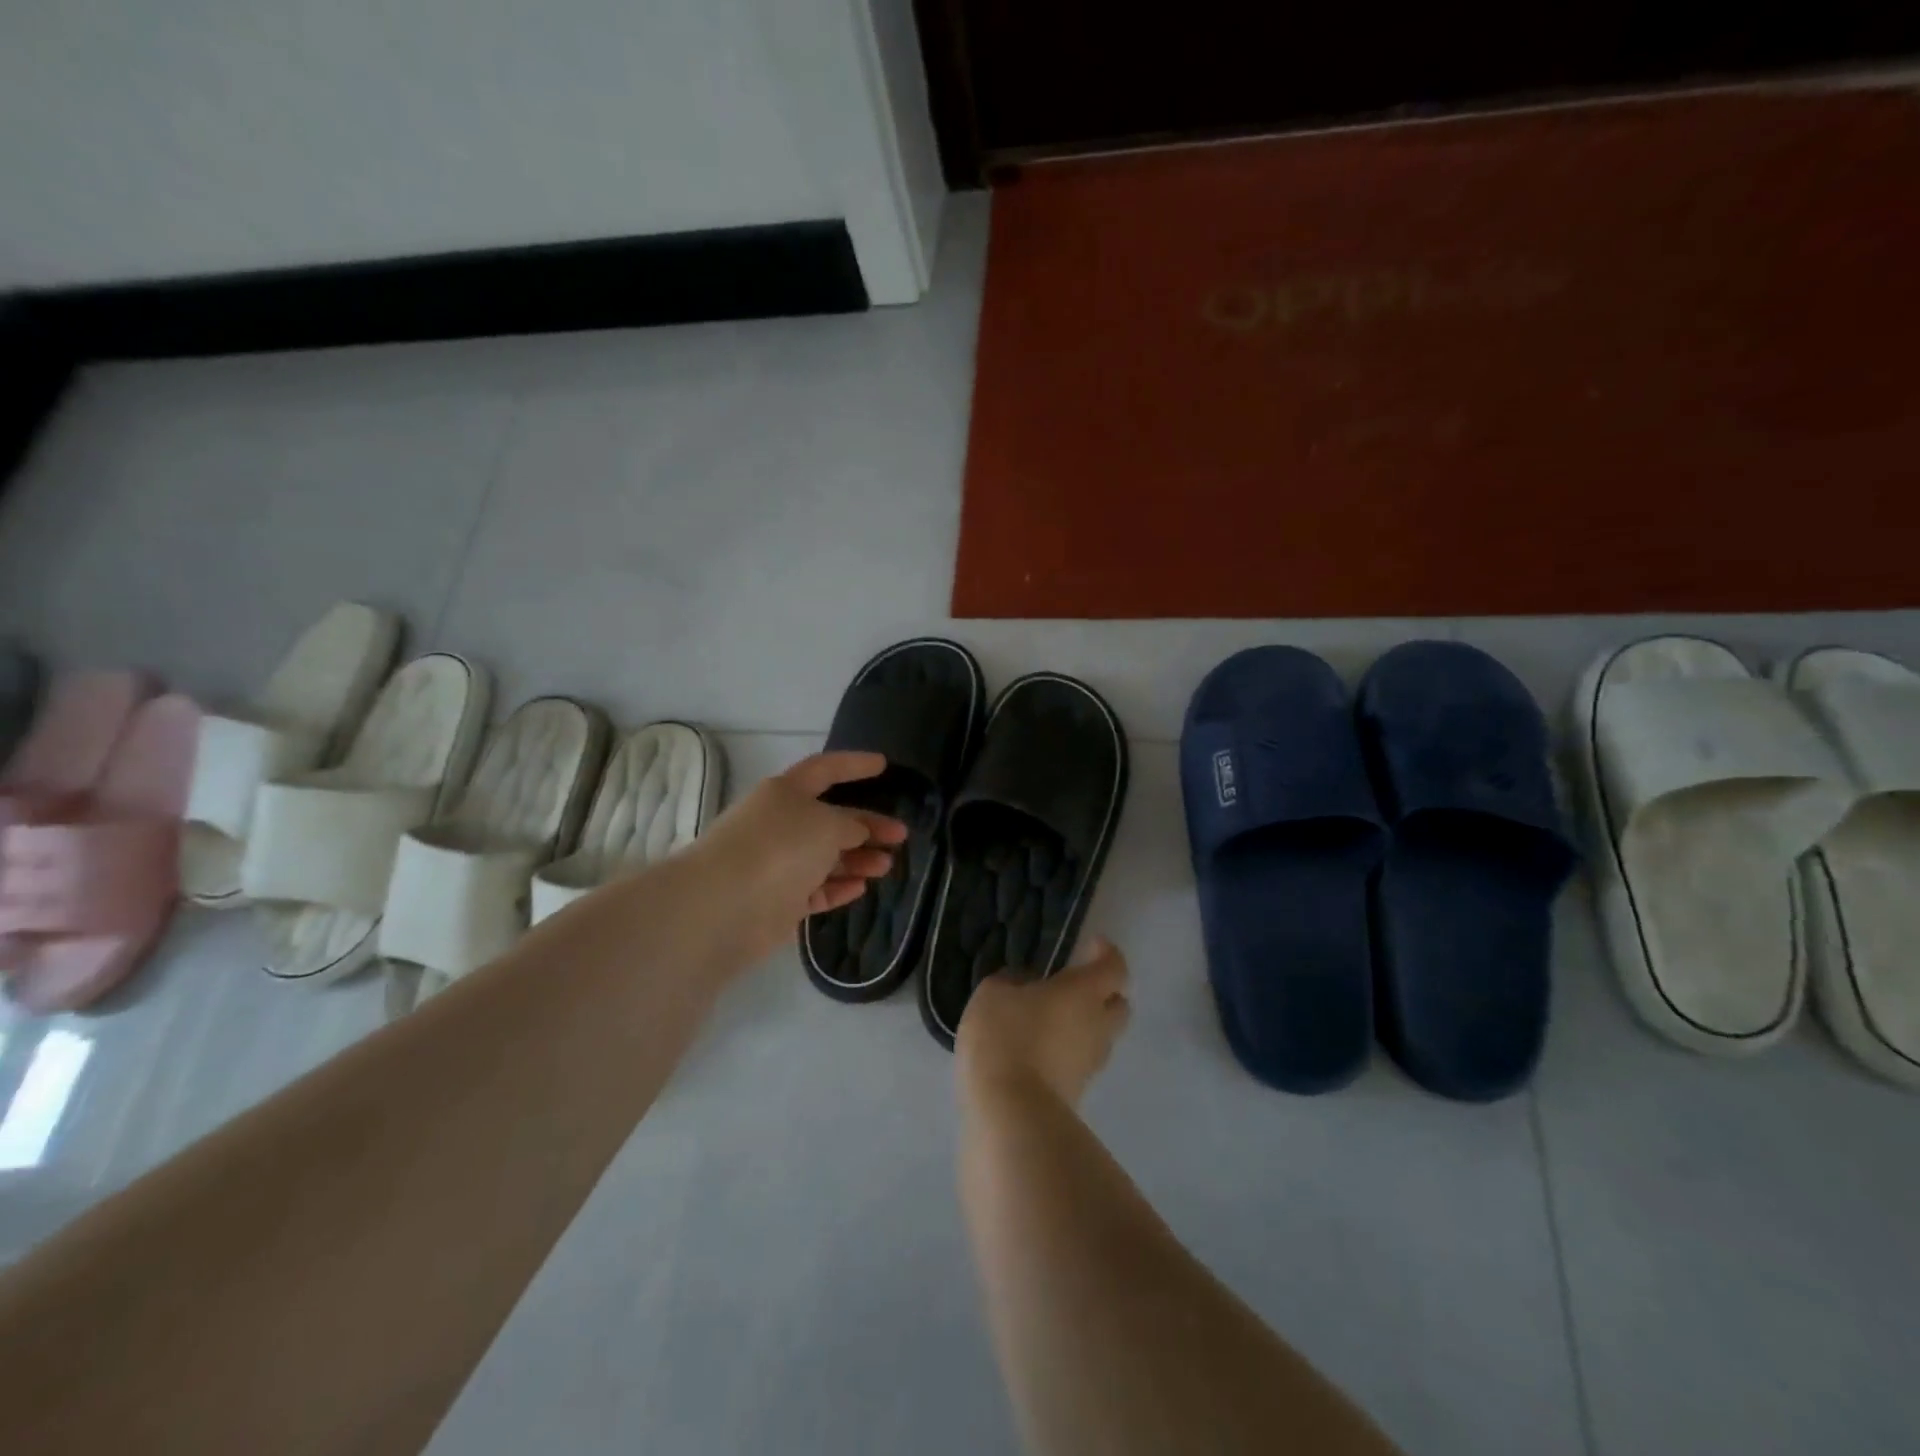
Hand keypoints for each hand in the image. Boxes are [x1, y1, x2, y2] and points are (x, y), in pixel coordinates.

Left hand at [686, 751, 906, 963]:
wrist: (724, 906)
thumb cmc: (778, 848)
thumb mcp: (827, 825)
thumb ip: (851, 824)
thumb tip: (857, 831)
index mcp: (786, 793)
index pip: (825, 769)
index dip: (854, 764)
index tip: (883, 764)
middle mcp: (781, 823)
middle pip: (831, 818)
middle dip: (867, 824)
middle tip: (900, 834)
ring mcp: (778, 863)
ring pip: (826, 857)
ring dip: (858, 859)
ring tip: (887, 865)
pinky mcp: (778, 901)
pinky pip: (816, 890)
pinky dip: (838, 887)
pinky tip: (861, 888)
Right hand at [956, 936, 1131, 1107]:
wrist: (1010, 1112)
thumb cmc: (1005, 1037)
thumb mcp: (994, 993)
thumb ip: (1013, 981)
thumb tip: (1027, 982)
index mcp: (1084, 992)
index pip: (1114, 967)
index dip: (1107, 954)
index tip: (1092, 945)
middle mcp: (1098, 1025)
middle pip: (1119, 1005)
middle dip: (1105, 993)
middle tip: (1077, 985)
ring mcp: (1091, 1063)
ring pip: (1102, 1036)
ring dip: (1086, 1024)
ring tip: (1053, 1018)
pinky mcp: (1078, 1092)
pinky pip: (1082, 1061)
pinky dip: (1069, 1051)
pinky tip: (1041, 1048)